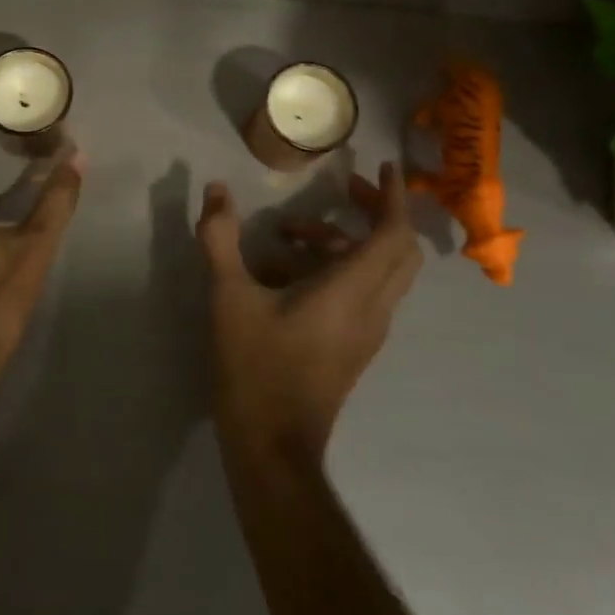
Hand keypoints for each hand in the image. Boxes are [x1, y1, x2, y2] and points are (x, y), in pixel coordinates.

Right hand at [197, 163, 421, 466]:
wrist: (272, 448)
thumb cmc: (255, 368)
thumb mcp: (228, 297)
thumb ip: (221, 238)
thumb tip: (215, 190)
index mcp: (350, 292)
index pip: (393, 234)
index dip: (393, 196)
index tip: (383, 166)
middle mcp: (371, 309)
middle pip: (398, 251)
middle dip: (377, 213)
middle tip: (343, 191)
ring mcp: (366, 333)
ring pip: (378, 273)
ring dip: (342, 242)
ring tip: (286, 235)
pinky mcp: (352, 348)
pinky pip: (361, 294)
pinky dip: (335, 270)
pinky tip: (280, 274)